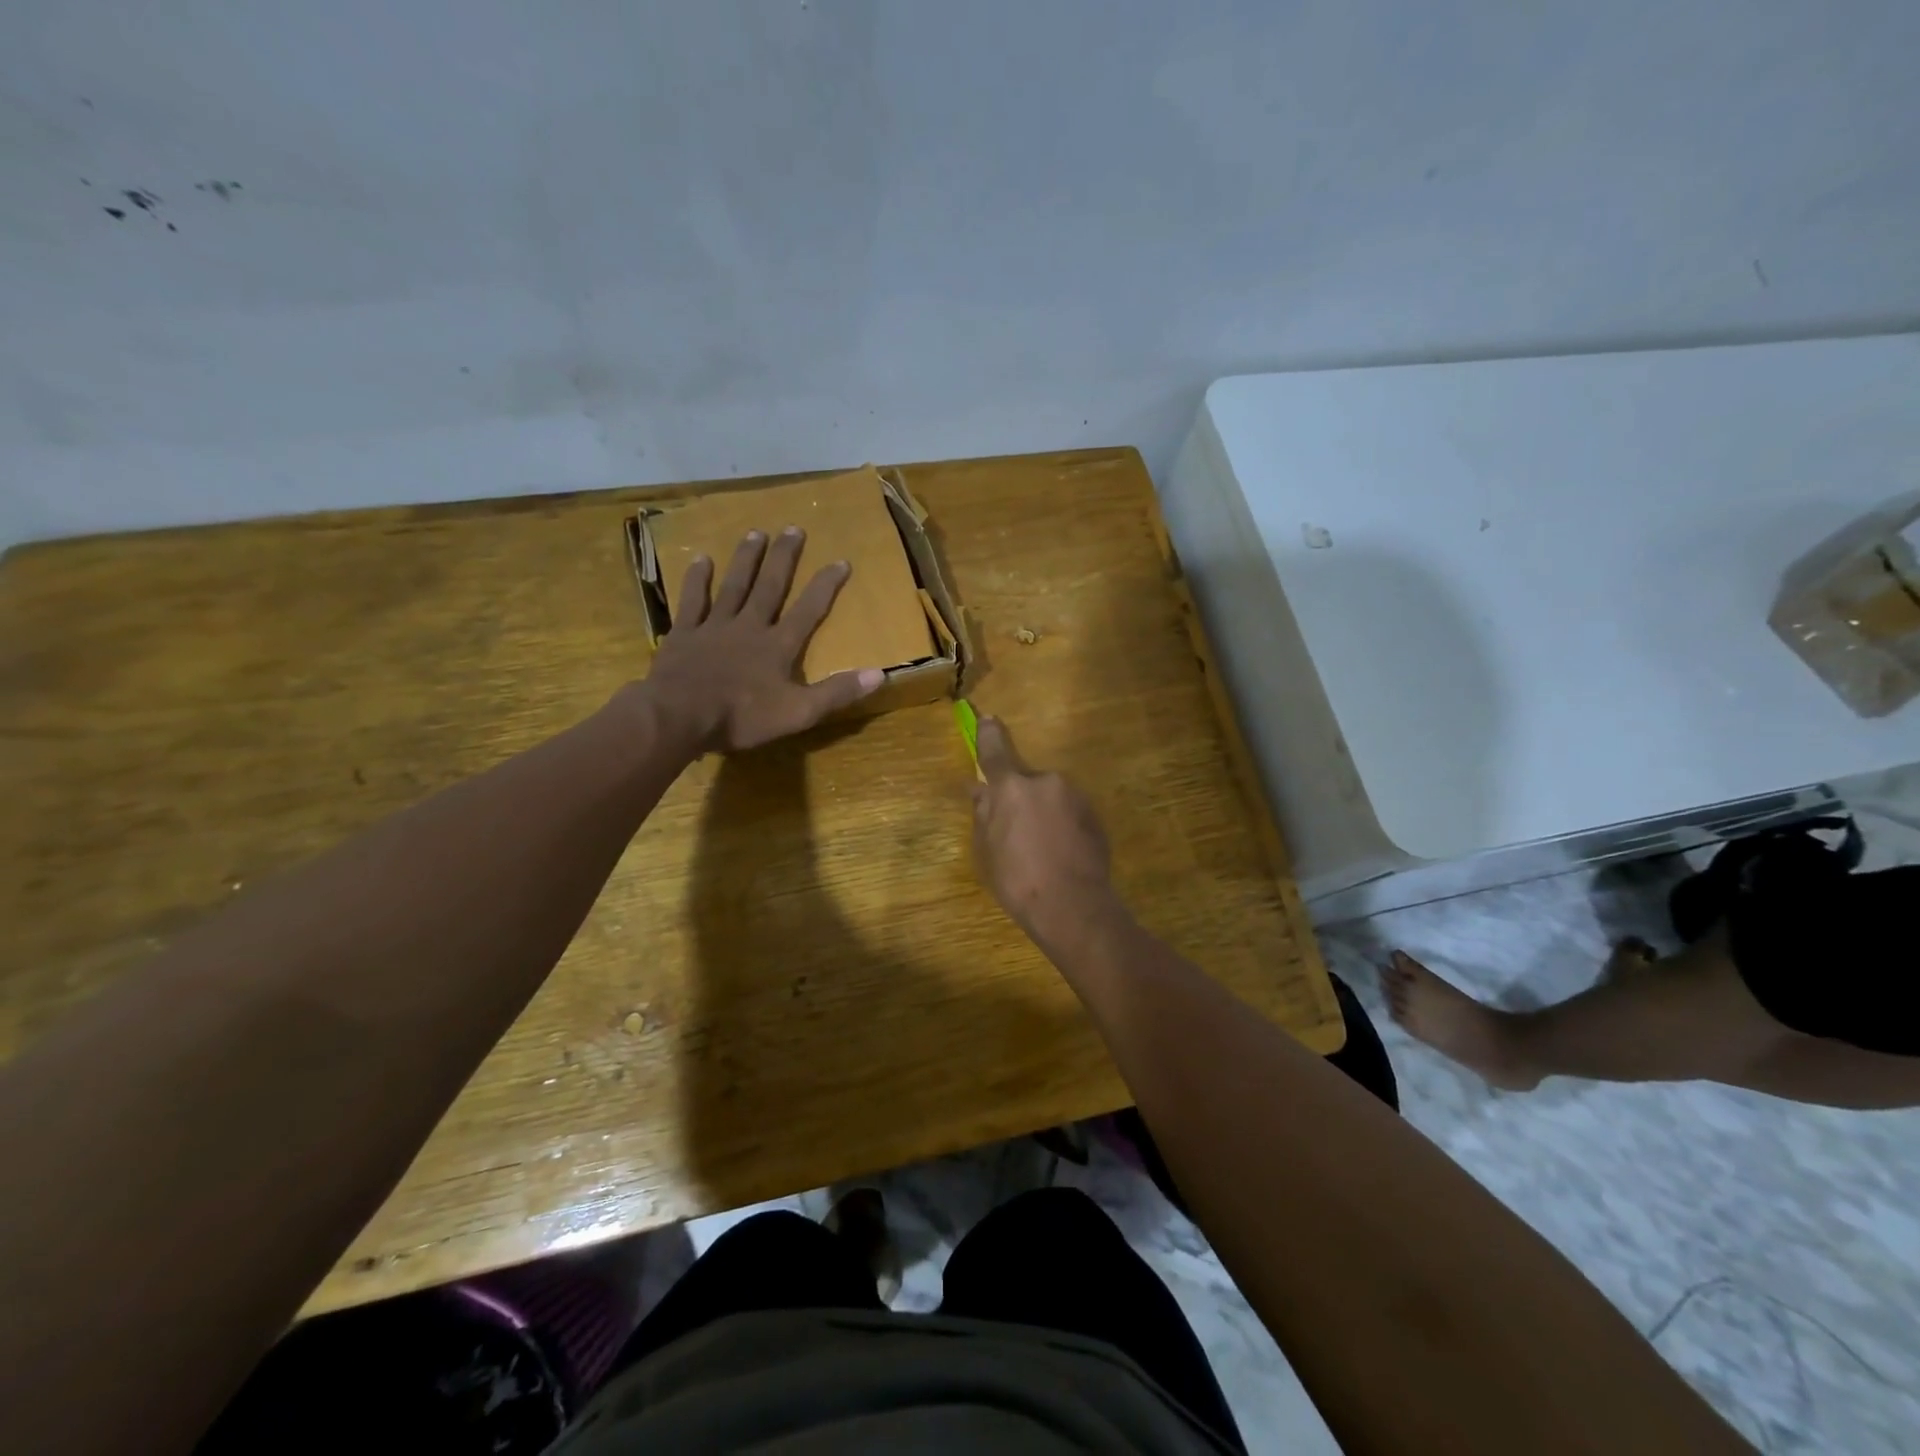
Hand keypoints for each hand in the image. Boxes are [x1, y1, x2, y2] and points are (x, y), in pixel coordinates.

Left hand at [644, 527, 883, 752]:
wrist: (679, 717)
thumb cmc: (742, 717)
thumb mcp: (798, 713)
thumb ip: (836, 693)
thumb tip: (880, 674)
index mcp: (778, 646)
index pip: (809, 610)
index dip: (825, 586)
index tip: (840, 561)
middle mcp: (750, 627)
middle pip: (770, 586)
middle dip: (784, 558)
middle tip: (793, 528)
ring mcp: (715, 627)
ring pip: (734, 585)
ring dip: (746, 559)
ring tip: (756, 533)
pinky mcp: (684, 634)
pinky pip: (693, 601)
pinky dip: (697, 579)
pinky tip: (701, 558)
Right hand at [970, 715, 1124, 951]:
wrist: (1073, 906)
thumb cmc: (1018, 880)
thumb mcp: (987, 849)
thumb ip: (984, 813)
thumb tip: (979, 790)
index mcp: (1012, 787)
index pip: (994, 753)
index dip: (988, 735)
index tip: (987, 718)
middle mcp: (1046, 781)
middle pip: (1026, 782)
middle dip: (1020, 799)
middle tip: (1015, 832)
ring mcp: (1075, 797)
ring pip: (1051, 798)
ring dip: (1044, 814)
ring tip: (1041, 851)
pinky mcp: (1095, 816)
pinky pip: (1070, 814)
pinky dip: (1062, 826)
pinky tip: (1060, 855)